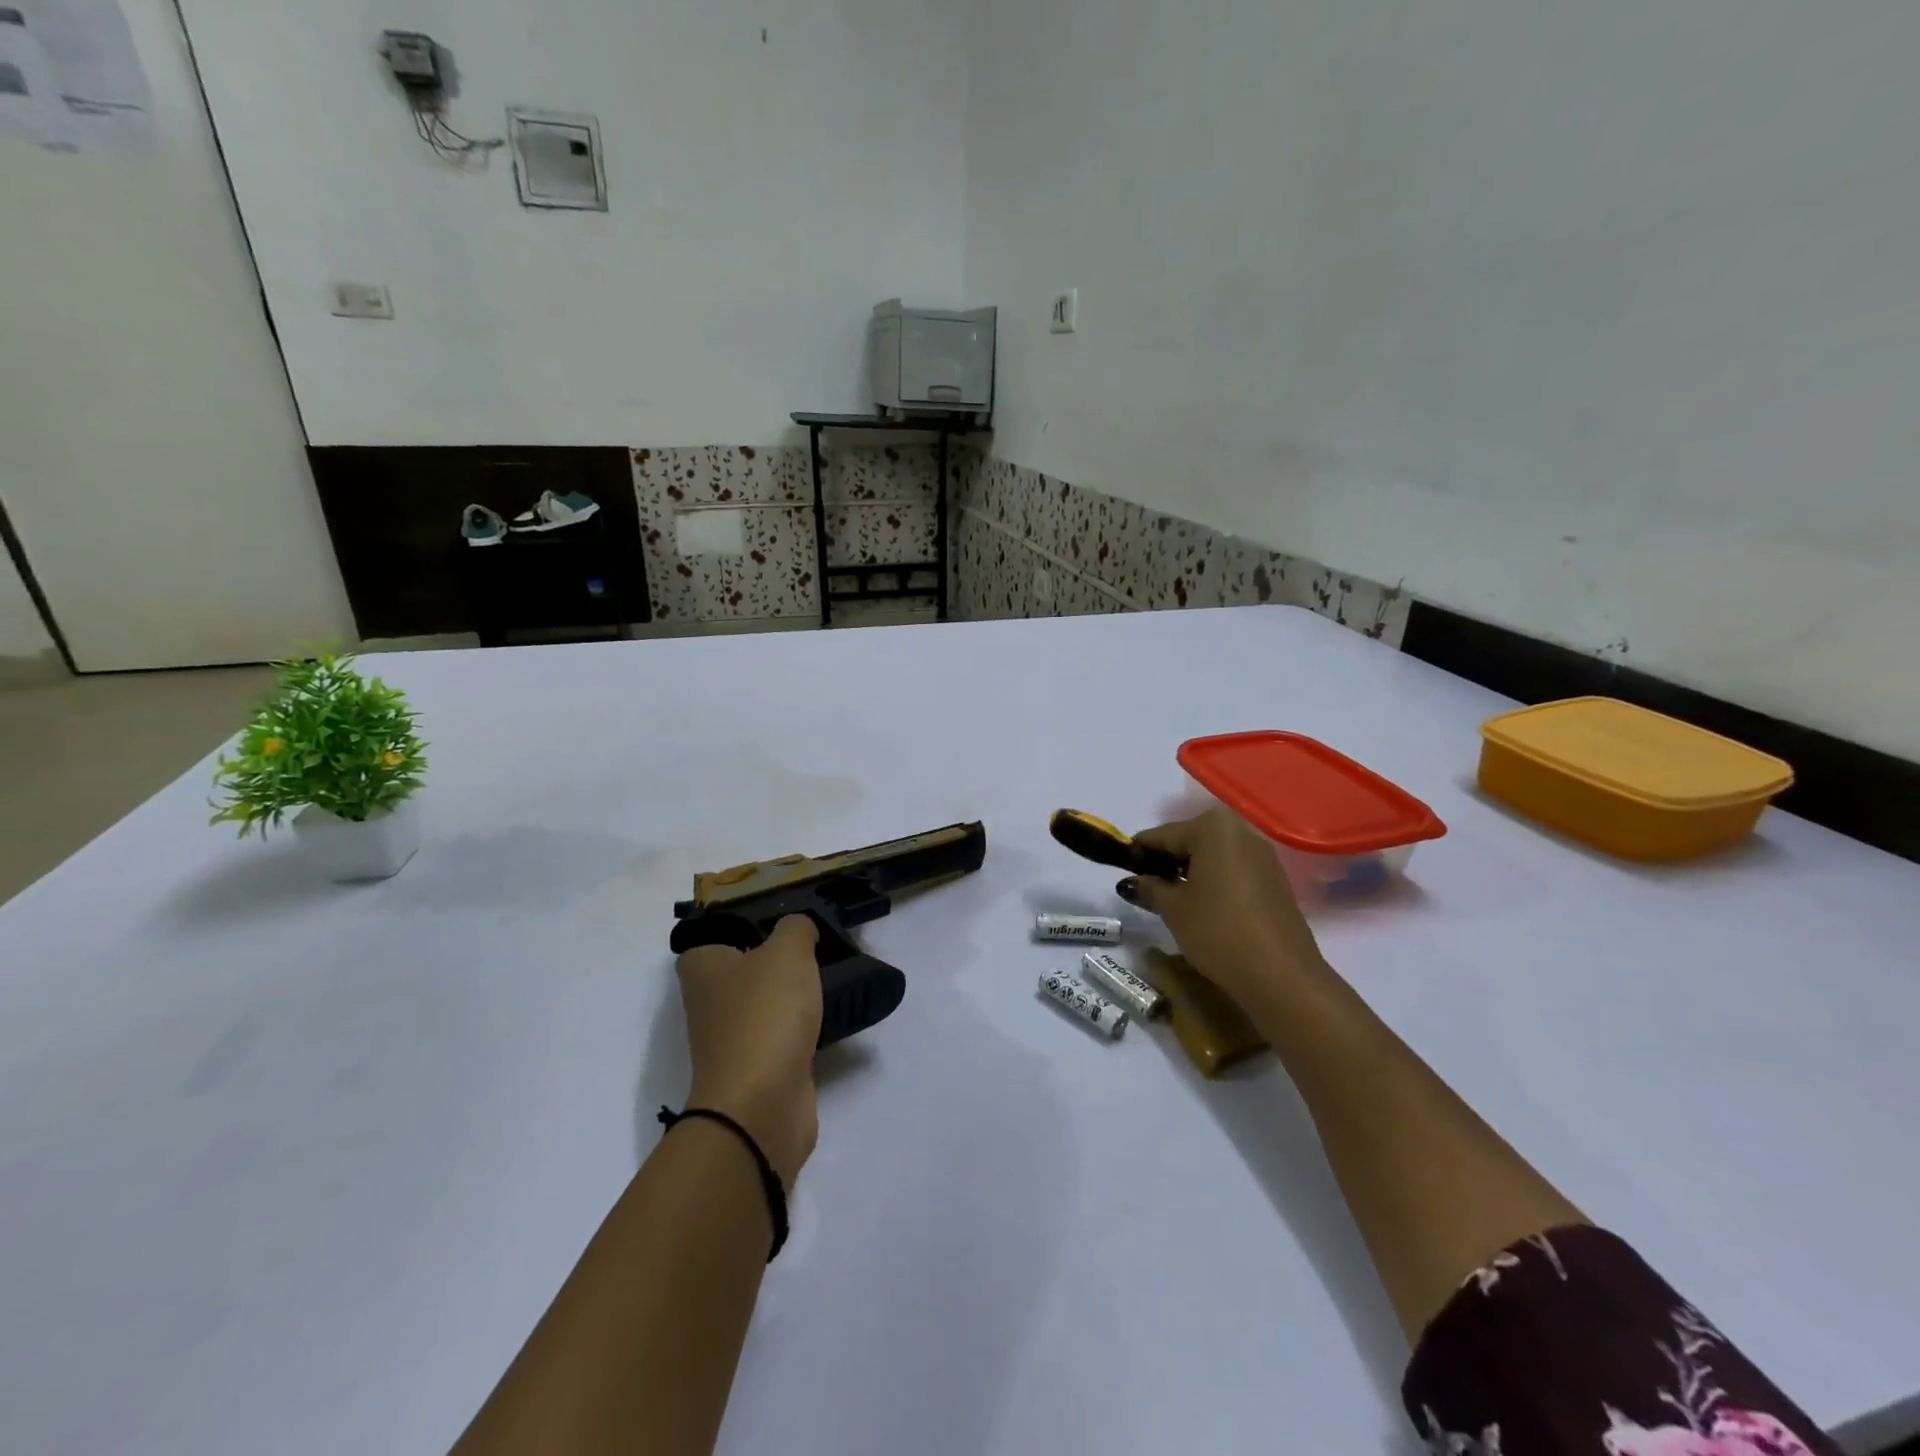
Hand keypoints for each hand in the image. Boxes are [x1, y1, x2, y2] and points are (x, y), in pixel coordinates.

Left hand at [676, 915, 822, 1189]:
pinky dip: (801, 1024)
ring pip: (766, 999)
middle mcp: (709, 999)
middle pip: (746, 964)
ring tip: (829, 972)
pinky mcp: (757, 1066)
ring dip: (792, 991)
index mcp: (703, 966)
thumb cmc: (765, 1015)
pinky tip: (827, 1012)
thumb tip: (798, 929)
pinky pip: (782, 1032)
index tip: (787, 914)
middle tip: (817, 940)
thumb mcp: (787, 952)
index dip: (749, 920)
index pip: (719, 930)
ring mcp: (732, 1036)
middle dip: (778, 954)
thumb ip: (796, 928)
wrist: (760, 1106)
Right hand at [1118, 808, 1334, 1018]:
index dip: (1137, 855)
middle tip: (1146, 890)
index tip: (1121, 873)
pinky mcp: (1275, 879)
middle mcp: (1240, 830)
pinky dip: (1214, 883)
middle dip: (1166, 862)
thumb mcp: (1173, 909)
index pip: (1161, 835)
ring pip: (1212, 856)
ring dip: (1190, 873)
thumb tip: (1129, 882)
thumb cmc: (1218, 931)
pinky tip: (1203, 909)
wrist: (1281, 975)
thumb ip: (1148, 888)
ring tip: (1172, 902)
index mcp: (1211, 827)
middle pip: (1189, 841)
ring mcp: (1262, 854)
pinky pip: (1233, 871)